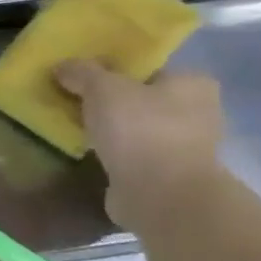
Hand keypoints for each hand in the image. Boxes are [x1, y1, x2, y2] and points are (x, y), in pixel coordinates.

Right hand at [55, 61, 224, 232]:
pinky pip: (132, 152)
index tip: (81, 77)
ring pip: (135, 127)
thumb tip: (63, 66)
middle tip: (72, 101)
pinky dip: (112, 151)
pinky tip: (87, 151)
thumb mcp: (102, 89)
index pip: (147, 69)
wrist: (160, 194)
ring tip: (74, 127)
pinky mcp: (167, 172)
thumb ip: (82, 72)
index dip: (112, 70)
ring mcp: (184, 145)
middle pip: (140, 98)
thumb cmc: (139, 130)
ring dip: (109, 128)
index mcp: (192, 83)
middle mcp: (196, 111)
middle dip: (109, 101)